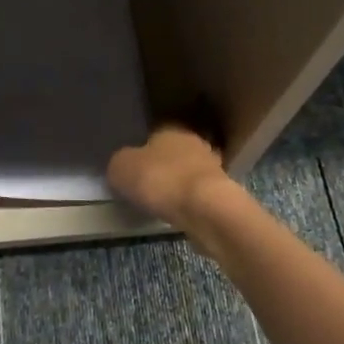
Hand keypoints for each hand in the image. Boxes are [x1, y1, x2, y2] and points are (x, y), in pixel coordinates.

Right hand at [107, 124, 235, 230]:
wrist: (206, 208)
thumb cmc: (161, 180)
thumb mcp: (121, 168)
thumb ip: (119, 164)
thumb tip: (122, 166)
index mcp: (170, 129)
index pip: (154, 135)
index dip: (142, 152)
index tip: (133, 171)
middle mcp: (194, 142)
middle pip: (174, 154)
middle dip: (162, 168)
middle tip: (146, 188)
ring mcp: (213, 167)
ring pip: (188, 173)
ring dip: (178, 186)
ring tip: (162, 204)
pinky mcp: (224, 192)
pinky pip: (199, 194)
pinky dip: (189, 202)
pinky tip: (179, 214)